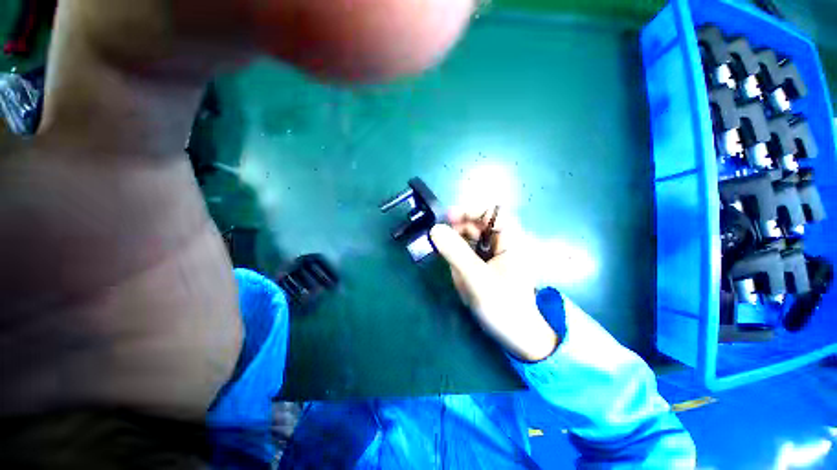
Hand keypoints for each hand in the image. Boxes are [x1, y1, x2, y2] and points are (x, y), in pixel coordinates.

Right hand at [430, 209, 557, 361]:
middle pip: (480, 224)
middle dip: (459, 228)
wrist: (518, 337)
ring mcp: (497, 254)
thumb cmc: (503, 307)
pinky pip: (471, 252)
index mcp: (512, 241)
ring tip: (447, 257)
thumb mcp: (476, 278)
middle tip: (440, 238)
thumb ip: (455, 253)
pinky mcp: (489, 265)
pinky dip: (460, 255)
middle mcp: (505, 243)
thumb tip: (435, 229)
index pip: (493, 212)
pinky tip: (456, 268)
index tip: (448, 218)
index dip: (470, 210)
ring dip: (458, 243)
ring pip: (473, 238)